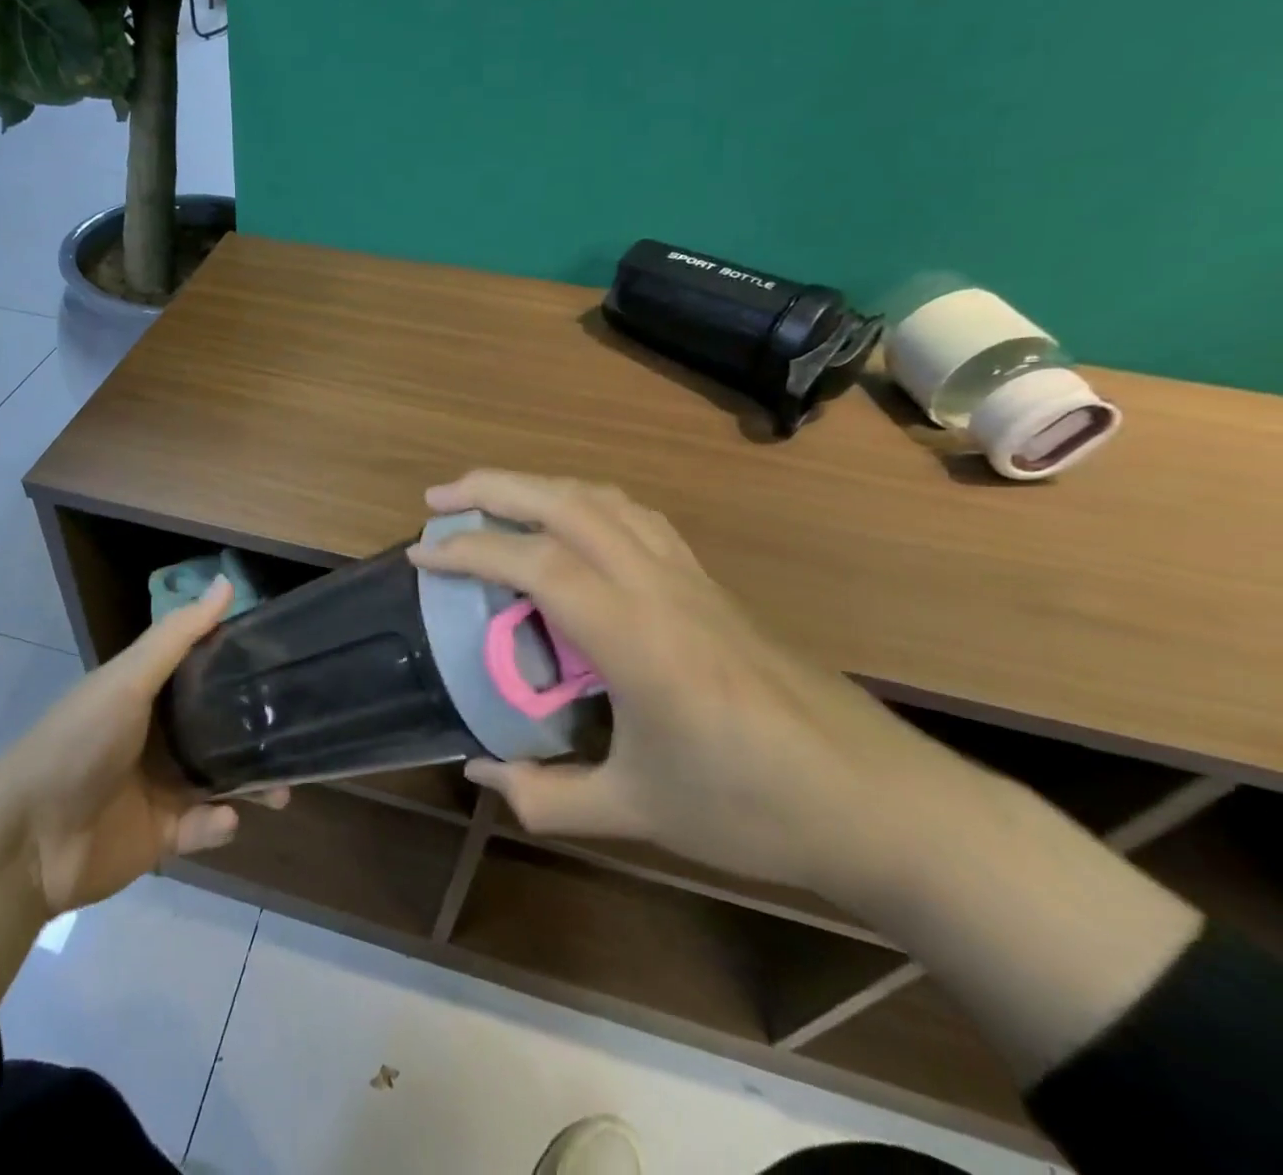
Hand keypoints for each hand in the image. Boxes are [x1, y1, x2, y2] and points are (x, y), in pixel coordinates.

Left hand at [0, 576, 287, 917]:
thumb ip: (177, 636)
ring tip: (283, 790)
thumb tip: (226, 582)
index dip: (242, 666)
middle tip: (297, 734)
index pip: (205, 672)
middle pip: (220, 729)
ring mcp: (161, 787)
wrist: (29, 840)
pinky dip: (218, 824)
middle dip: (258, 734)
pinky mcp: (163, 834)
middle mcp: (159, 737)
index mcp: (149, 695)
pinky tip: (223, 819)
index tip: (286, 661)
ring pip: (222, 779)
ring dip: (253, 783)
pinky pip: (203, 827)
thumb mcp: (128, 680)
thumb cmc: (79, 742)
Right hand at [407, 470, 950, 895]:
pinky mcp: (710, 583)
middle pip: (566, 505)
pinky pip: (636, 518)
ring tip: (494, 501)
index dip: (469, 551)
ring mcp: (690, 577)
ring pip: (604, 500)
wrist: (878, 801)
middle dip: (493, 490)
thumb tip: (480, 773)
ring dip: (540, 487)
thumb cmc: (755, 809)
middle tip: (438, 501)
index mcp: (636, 637)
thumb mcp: (638, 812)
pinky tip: (570, 527)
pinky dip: (585, 503)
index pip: (536, 566)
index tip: (420, 556)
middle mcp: (659, 587)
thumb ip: (548, 796)